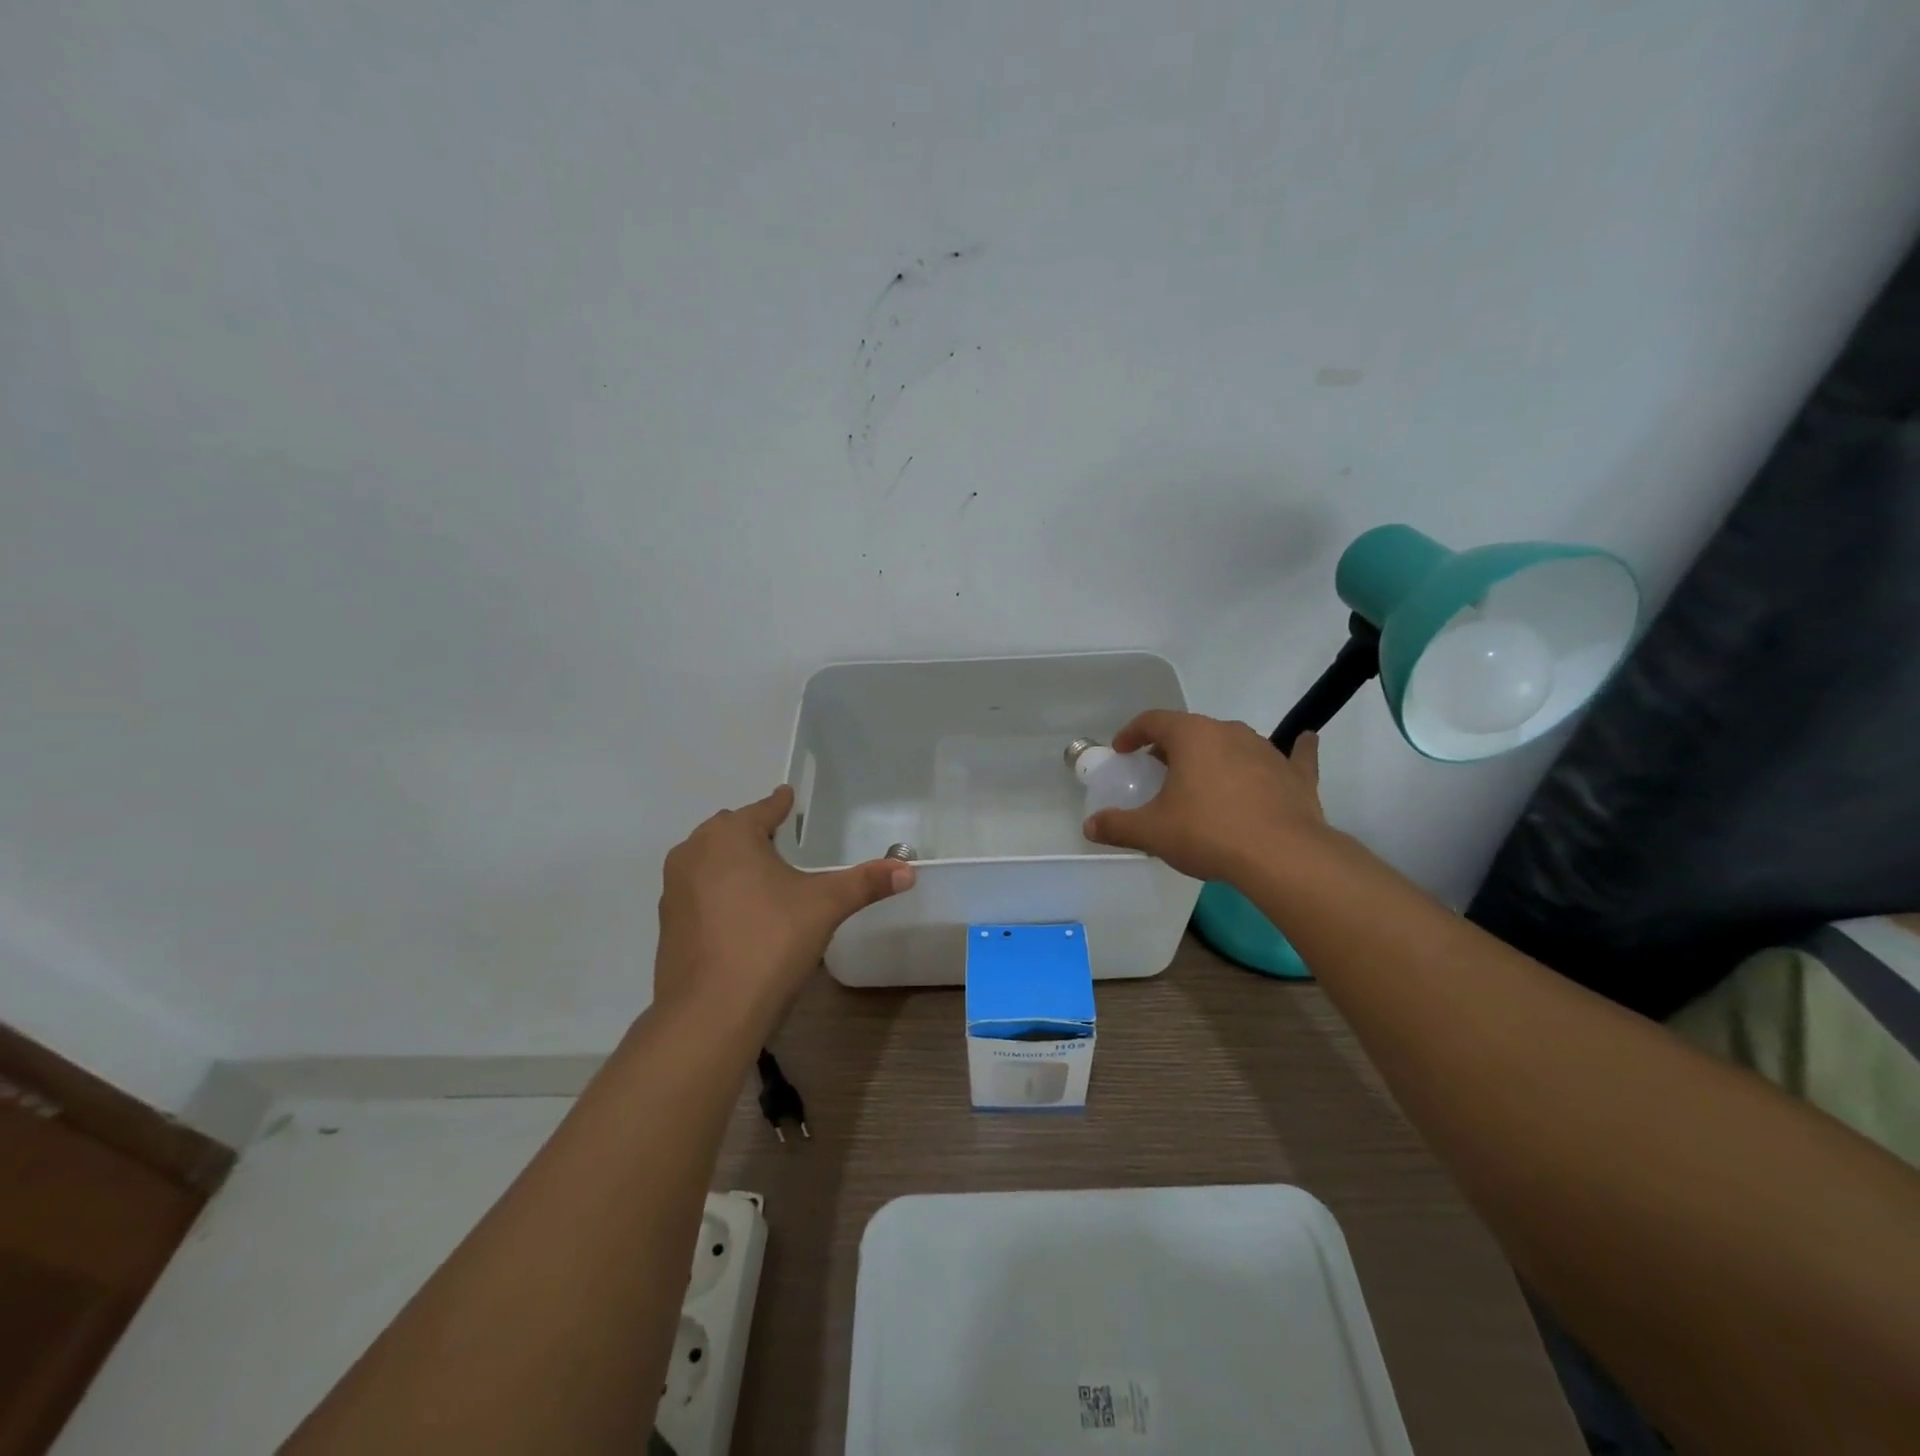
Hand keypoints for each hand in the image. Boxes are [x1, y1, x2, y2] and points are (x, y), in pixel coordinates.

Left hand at [653, 785, 913, 1040]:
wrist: (710, 1010)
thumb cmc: (770, 940)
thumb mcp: (825, 906)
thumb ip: (866, 882)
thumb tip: (909, 870)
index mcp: (731, 835)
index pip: (763, 809)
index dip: (780, 804)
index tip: (788, 797)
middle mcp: (695, 851)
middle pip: (730, 829)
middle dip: (753, 830)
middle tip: (781, 840)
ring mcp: (674, 887)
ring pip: (708, 859)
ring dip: (731, 860)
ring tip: (761, 876)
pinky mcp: (667, 922)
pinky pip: (697, 890)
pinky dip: (717, 890)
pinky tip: (739, 913)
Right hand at [1082, 710, 1327, 883]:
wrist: (1282, 857)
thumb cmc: (1208, 833)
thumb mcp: (1153, 832)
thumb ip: (1117, 826)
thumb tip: (1090, 826)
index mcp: (1192, 736)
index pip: (1153, 721)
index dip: (1132, 733)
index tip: (1122, 750)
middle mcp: (1229, 732)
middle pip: (1192, 730)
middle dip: (1172, 747)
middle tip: (1159, 772)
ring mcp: (1267, 751)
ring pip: (1233, 743)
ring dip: (1215, 756)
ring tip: (1204, 781)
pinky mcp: (1296, 774)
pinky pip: (1293, 756)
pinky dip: (1292, 752)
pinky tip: (1303, 743)